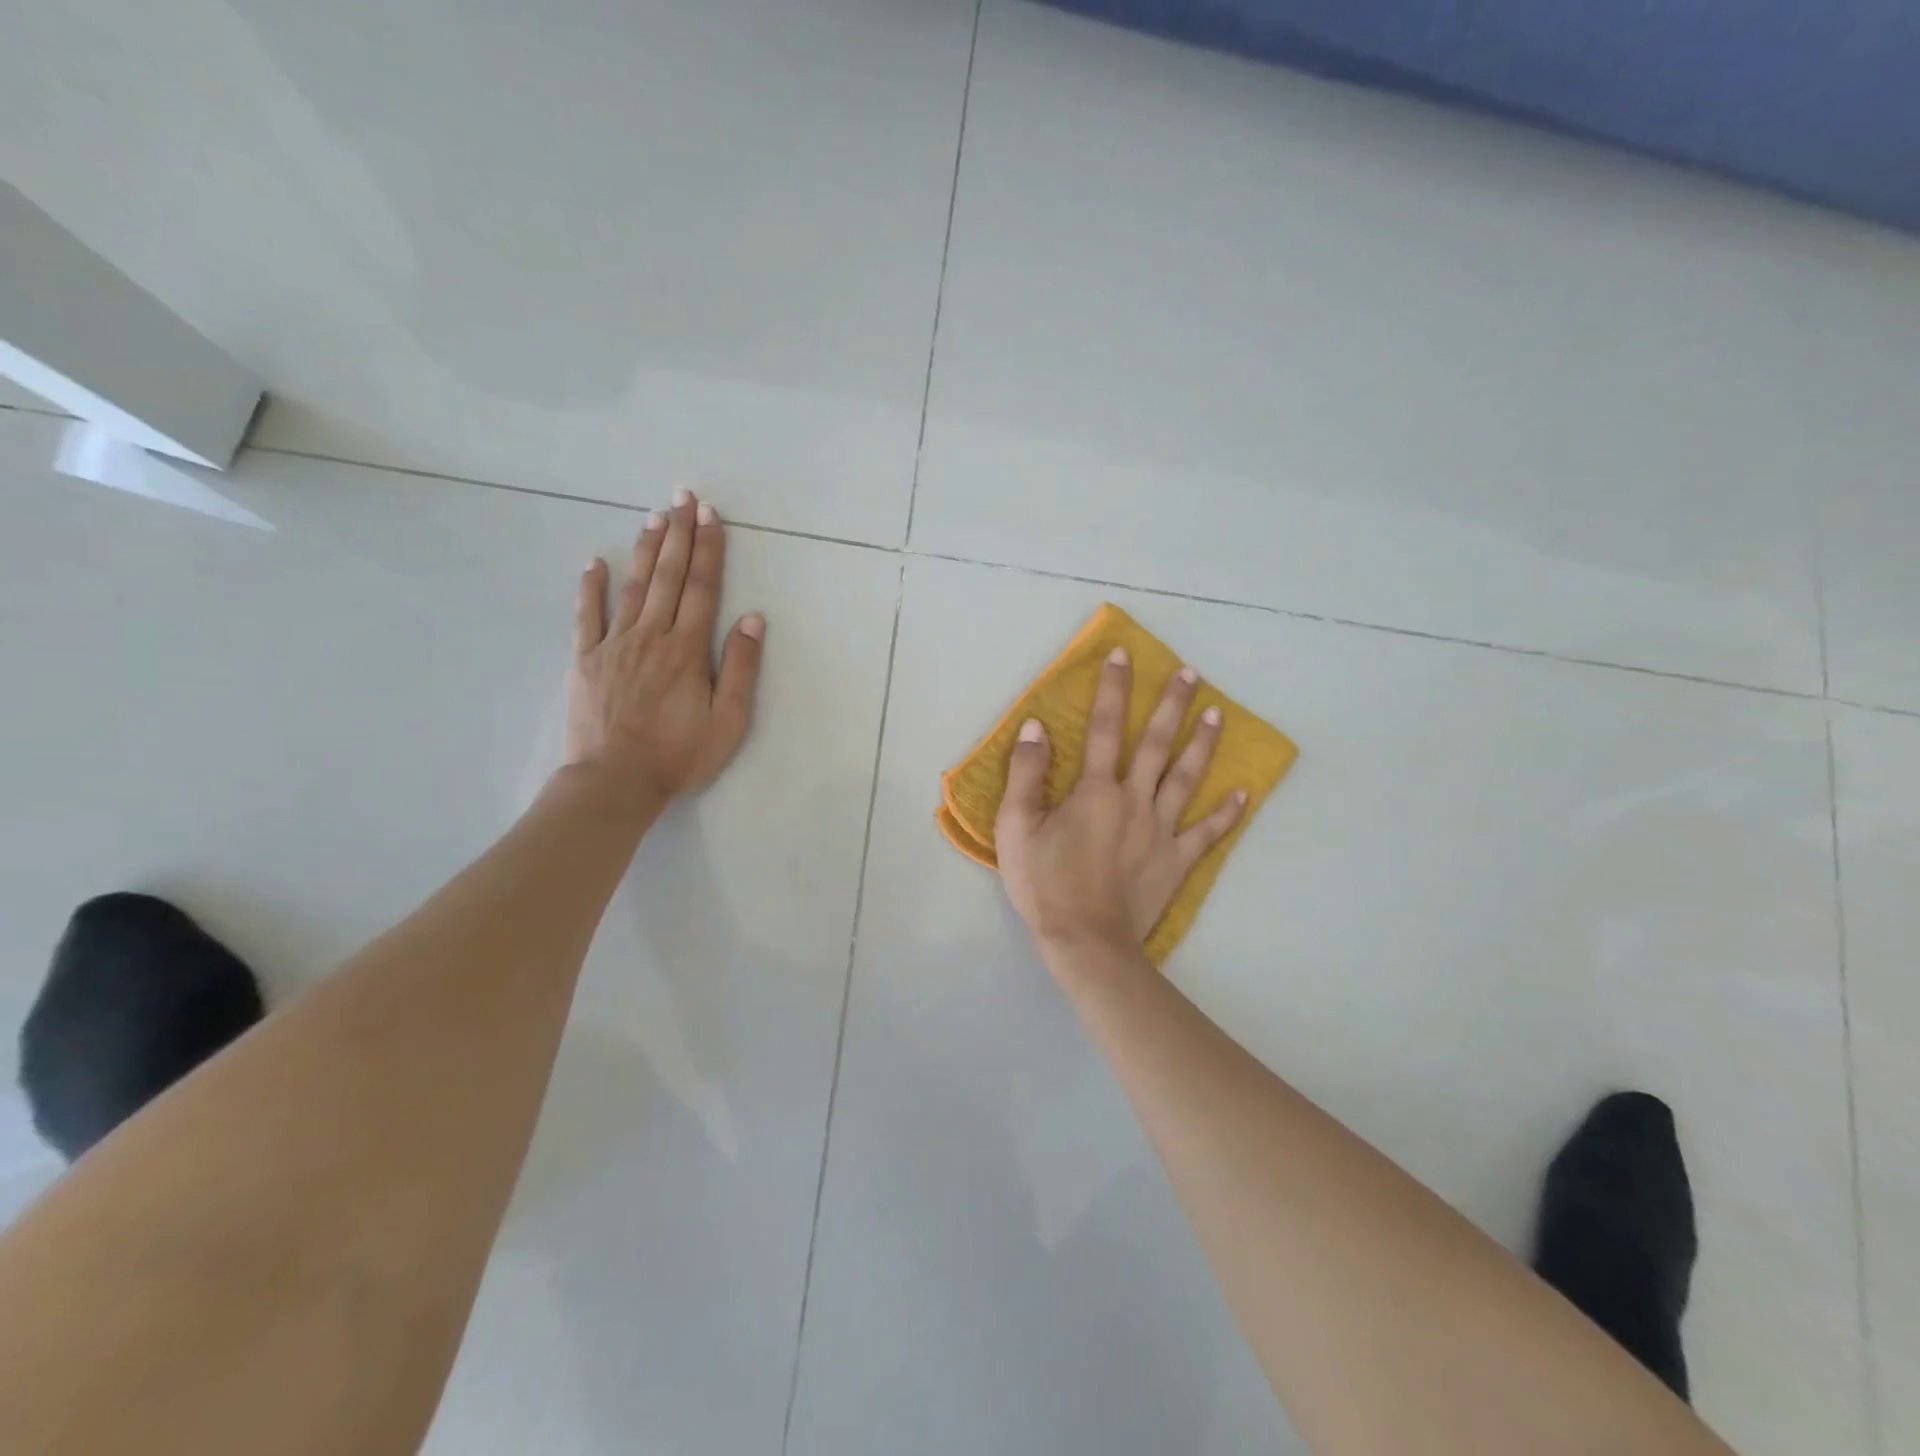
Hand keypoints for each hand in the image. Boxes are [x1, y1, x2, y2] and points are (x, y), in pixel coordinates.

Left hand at [565, 489, 764, 812]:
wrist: (614, 781)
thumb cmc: (679, 755)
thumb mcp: (728, 720)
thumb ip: (739, 667)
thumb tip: (752, 619)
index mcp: (687, 649)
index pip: (701, 588)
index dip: (708, 550)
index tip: (710, 515)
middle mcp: (651, 636)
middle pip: (667, 576)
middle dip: (678, 535)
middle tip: (681, 497)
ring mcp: (614, 644)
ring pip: (632, 587)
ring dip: (644, 550)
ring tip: (653, 517)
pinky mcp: (586, 660)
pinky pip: (587, 616)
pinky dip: (590, 587)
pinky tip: (593, 562)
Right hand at [995, 646, 1245, 959]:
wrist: (1085, 942)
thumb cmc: (1044, 884)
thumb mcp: (1015, 827)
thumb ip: (1025, 773)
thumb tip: (1035, 726)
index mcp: (1095, 790)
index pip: (1104, 727)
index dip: (1112, 688)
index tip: (1123, 655)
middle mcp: (1134, 799)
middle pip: (1156, 743)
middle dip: (1172, 705)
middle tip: (1192, 674)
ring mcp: (1160, 830)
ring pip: (1186, 778)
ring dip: (1202, 744)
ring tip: (1218, 713)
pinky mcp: (1175, 860)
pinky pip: (1206, 833)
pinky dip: (1226, 813)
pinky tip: (1244, 793)